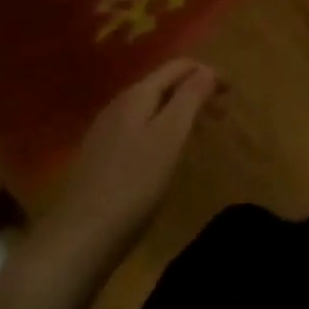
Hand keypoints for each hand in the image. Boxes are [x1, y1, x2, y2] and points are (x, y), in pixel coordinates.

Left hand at [16, 59, 220, 286]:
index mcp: (137, 95)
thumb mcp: (170, 136)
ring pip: (151, 108)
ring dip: (179, 112)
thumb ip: (190, 97)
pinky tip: (165, 156)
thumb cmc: (132, 185)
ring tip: (199, 134)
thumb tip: (208, 69)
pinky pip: (139, 129)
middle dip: (196, 91)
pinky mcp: (99, 159)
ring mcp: (104, 132)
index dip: (209, 72)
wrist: (76, 242)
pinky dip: (162, 130)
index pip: (179, 66)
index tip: (232, 92)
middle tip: (221, 114)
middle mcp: (118, 105)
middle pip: (164, 84)